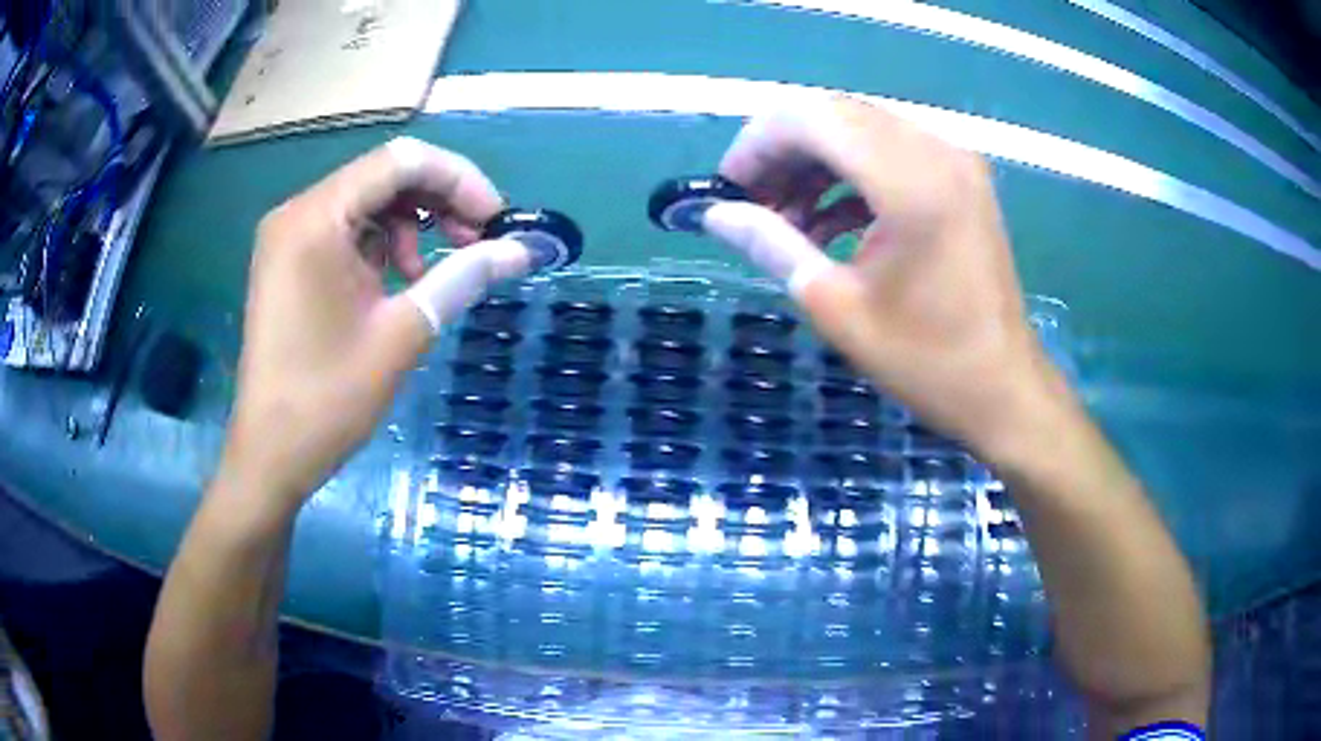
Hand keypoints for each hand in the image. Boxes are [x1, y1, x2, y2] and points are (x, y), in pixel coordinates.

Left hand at [221, 137, 503, 509]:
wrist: (270, 455)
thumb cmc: (328, 399)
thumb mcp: (403, 335)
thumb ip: (463, 278)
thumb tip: (522, 250)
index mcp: (317, 219)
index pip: (402, 161)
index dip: (459, 180)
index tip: (495, 220)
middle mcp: (298, 212)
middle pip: (384, 176)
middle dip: (439, 201)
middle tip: (478, 243)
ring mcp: (289, 236)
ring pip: (367, 201)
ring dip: (412, 224)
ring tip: (433, 272)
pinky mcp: (288, 261)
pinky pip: (346, 230)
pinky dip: (382, 244)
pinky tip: (400, 281)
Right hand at [719, 97, 1068, 459]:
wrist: (1004, 388)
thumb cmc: (925, 361)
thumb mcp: (835, 306)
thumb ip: (771, 244)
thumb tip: (715, 214)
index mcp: (911, 182)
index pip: (812, 118)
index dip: (757, 144)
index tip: (728, 190)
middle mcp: (936, 150)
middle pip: (835, 115)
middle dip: (782, 151)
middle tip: (751, 204)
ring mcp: (954, 158)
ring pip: (860, 128)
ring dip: (814, 163)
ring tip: (785, 218)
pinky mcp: (961, 175)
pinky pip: (891, 151)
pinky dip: (851, 175)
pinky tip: (827, 220)